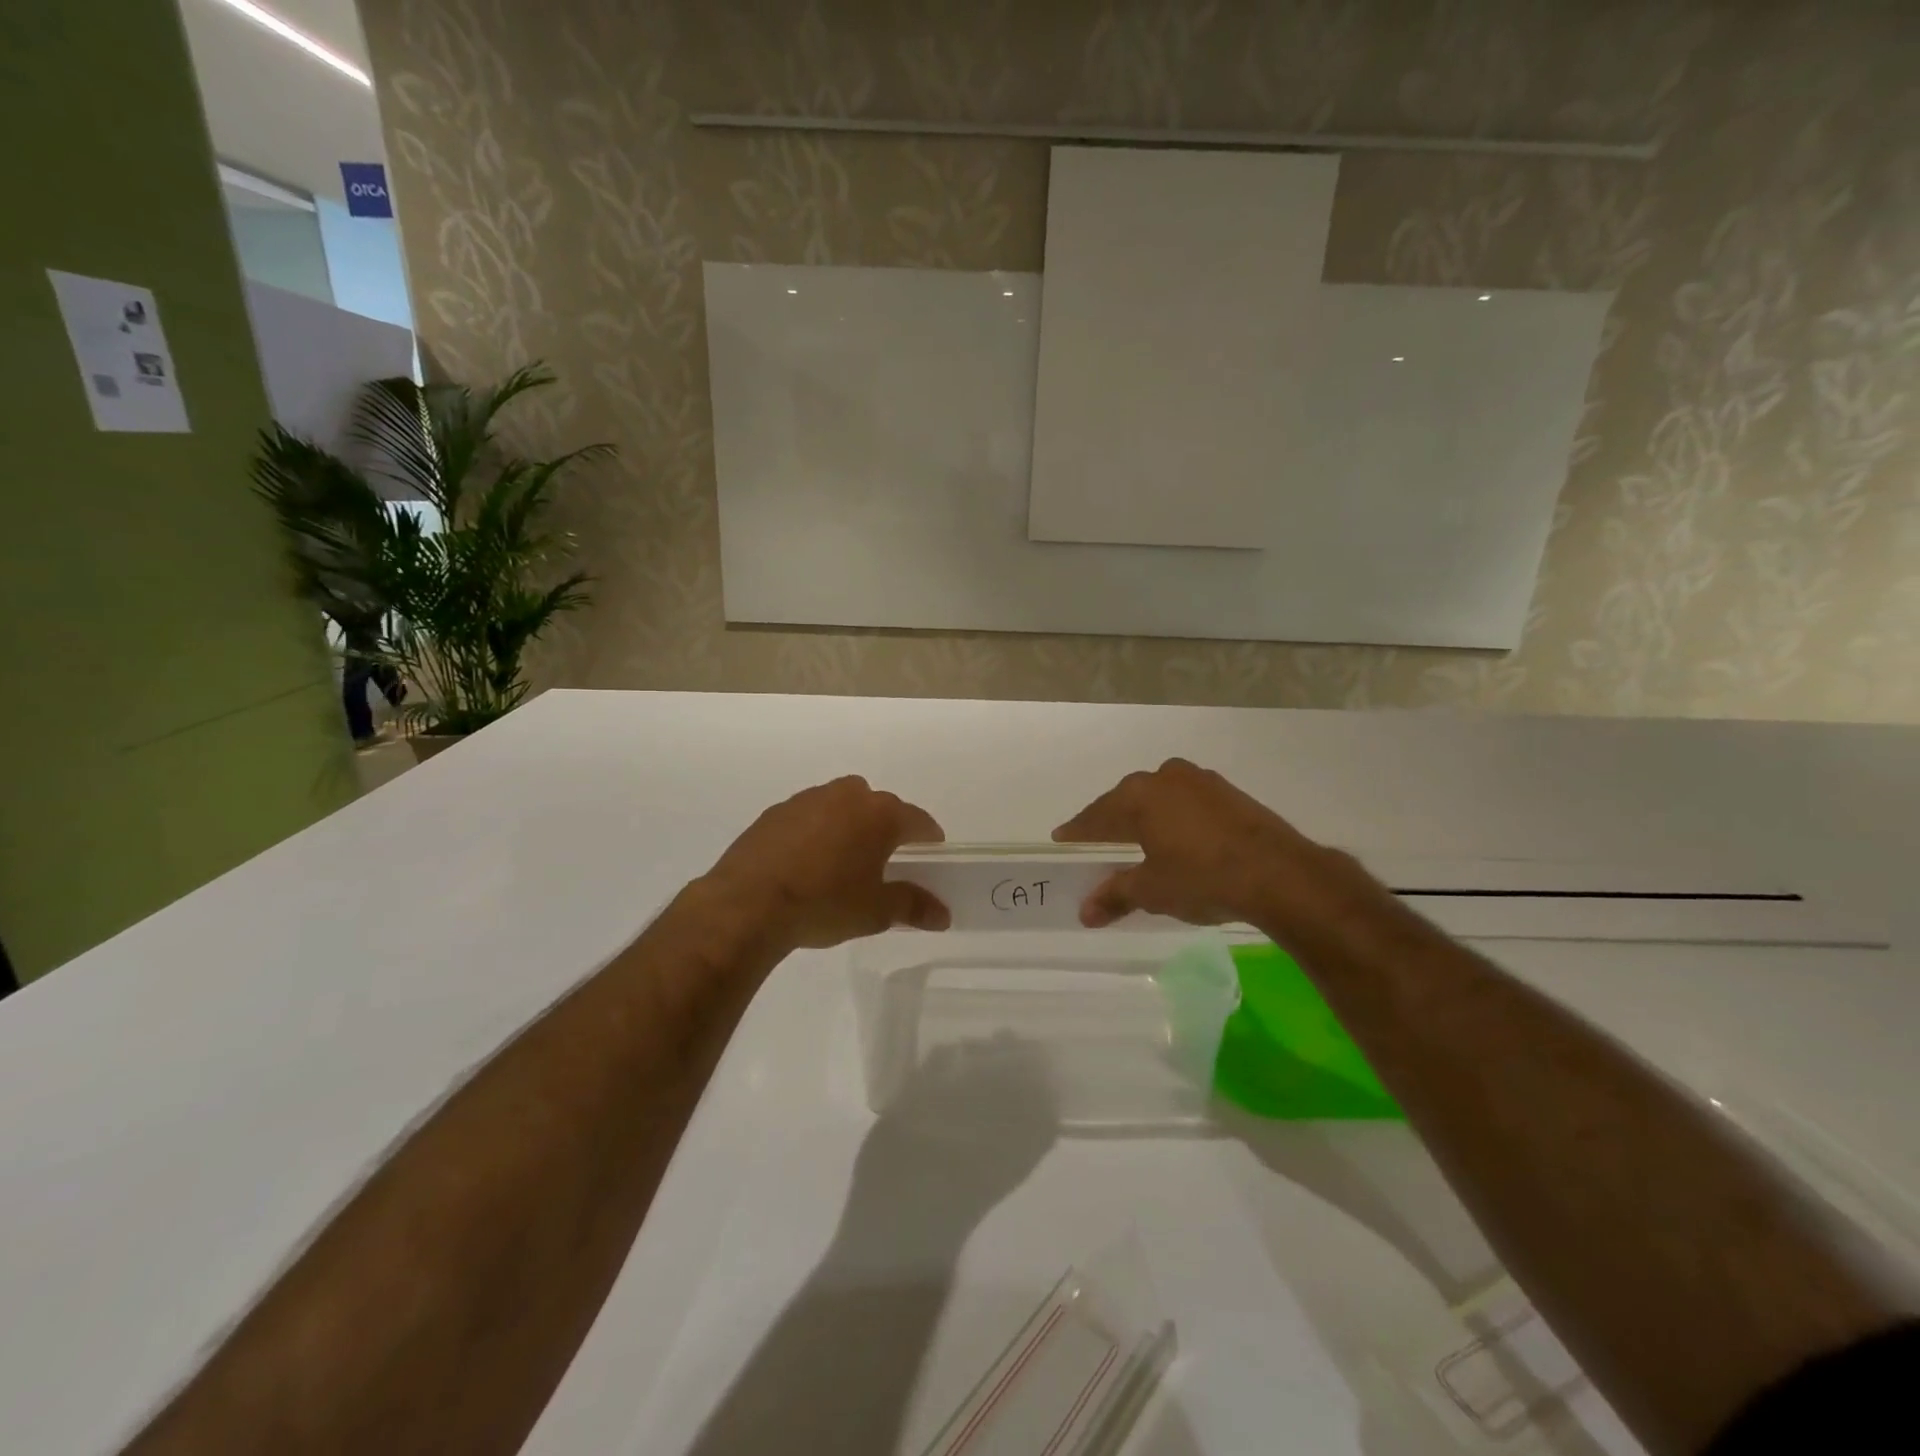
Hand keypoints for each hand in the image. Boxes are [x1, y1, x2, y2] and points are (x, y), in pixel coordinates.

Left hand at [703, 776, 950, 950]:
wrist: (748, 904)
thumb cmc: (824, 904)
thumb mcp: (875, 912)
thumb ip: (913, 907)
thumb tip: (943, 915)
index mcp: (879, 815)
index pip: (917, 819)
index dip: (928, 835)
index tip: (932, 849)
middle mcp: (846, 796)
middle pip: (878, 804)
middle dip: (886, 825)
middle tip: (886, 856)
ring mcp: (807, 800)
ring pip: (840, 804)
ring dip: (848, 823)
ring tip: (844, 857)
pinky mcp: (775, 812)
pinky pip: (808, 815)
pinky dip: (815, 830)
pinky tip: (807, 860)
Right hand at [1053, 758, 1343, 928]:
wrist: (1279, 874)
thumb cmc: (1201, 878)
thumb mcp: (1152, 891)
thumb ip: (1115, 895)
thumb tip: (1085, 913)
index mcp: (1139, 796)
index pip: (1097, 815)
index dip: (1078, 831)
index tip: (1062, 839)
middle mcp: (1166, 778)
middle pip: (1127, 802)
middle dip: (1111, 822)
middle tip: (1095, 841)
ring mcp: (1202, 782)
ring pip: (1160, 799)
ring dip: (1146, 818)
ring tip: (1136, 840)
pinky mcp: (1230, 794)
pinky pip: (1187, 803)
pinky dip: (1175, 819)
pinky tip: (1177, 838)